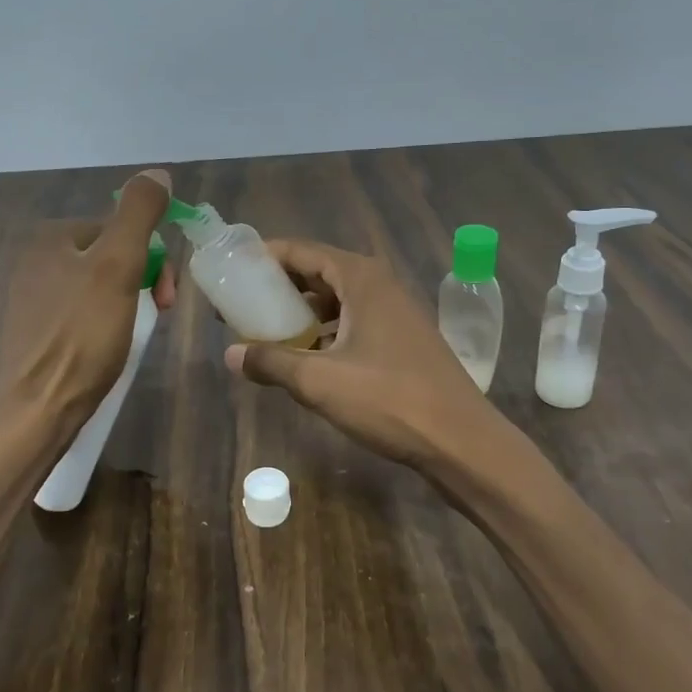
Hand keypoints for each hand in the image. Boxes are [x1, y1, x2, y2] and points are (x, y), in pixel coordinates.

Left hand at [0, 169, 175, 431]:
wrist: (40, 408)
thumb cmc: (83, 335)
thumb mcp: (119, 266)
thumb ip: (138, 215)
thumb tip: (158, 172)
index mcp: (51, 238)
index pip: (119, 229)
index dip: (152, 258)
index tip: (167, 297)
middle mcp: (35, 260)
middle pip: (110, 257)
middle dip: (142, 281)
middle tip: (159, 315)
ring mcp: (32, 298)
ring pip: (99, 287)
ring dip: (128, 303)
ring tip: (134, 335)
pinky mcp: (36, 332)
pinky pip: (83, 314)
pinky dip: (105, 324)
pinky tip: (109, 348)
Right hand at [222, 239, 498, 468]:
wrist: (461, 440)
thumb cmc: (389, 400)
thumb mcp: (320, 381)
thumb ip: (272, 362)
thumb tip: (231, 354)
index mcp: (361, 279)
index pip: (301, 251)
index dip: (263, 257)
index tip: (230, 270)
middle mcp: (379, 285)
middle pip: (318, 272)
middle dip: (278, 286)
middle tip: (240, 304)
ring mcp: (394, 312)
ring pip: (336, 300)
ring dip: (301, 311)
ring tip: (265, 330)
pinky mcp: (402, 339)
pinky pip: (353, 321)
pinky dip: (325, 331)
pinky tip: (306, 356)